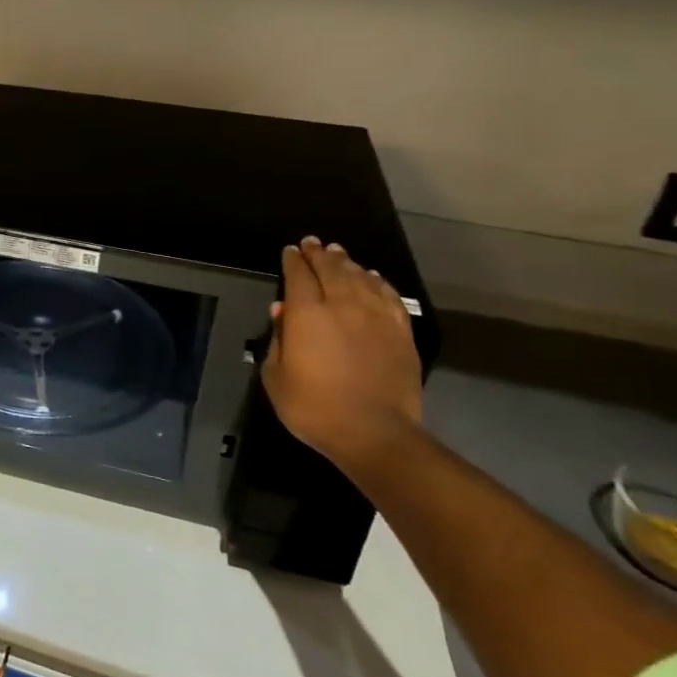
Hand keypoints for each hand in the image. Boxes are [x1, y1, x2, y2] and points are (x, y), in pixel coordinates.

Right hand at [261, 238, 423, 470]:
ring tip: (338, 254)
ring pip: (360, 277)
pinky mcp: (400, 331)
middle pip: (331, 269)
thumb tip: (282, 310)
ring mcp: (376, 316)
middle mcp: (343, 305)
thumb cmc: (314, 407)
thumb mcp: (276, 377)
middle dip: (319, 254)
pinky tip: (372, 277)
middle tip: (313, 243)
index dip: (293, 261)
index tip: (290, 251)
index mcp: (308, 314)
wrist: (374, 433)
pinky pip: (388, 295)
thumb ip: (277, 339)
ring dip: (347, 263)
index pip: (298, 276)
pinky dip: (377, 281)